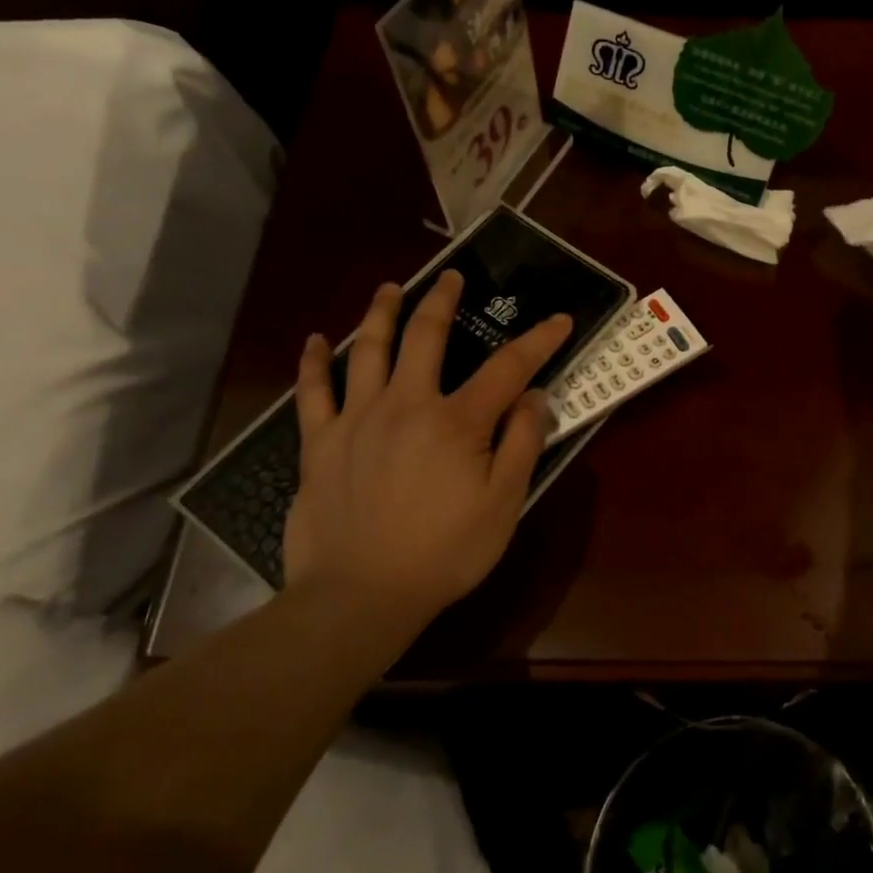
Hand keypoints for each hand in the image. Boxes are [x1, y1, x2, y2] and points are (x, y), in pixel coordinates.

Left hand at [283, 271, 572, 628]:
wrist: (360, 596)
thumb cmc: (444, 553)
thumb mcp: (503, 503)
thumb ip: (521, 443)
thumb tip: (534, 395)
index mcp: (457, 421)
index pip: (507, 367)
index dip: (538, 341)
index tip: (559, 320)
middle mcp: (406, 405)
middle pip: (426, 337)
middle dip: (443, 300)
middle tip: (451, 276)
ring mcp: (357, 420)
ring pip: (368, 351)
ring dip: (381, 314)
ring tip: (390, 289)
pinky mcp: (320, 444)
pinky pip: (313, 393)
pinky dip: (313, 363)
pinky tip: (315, 341)